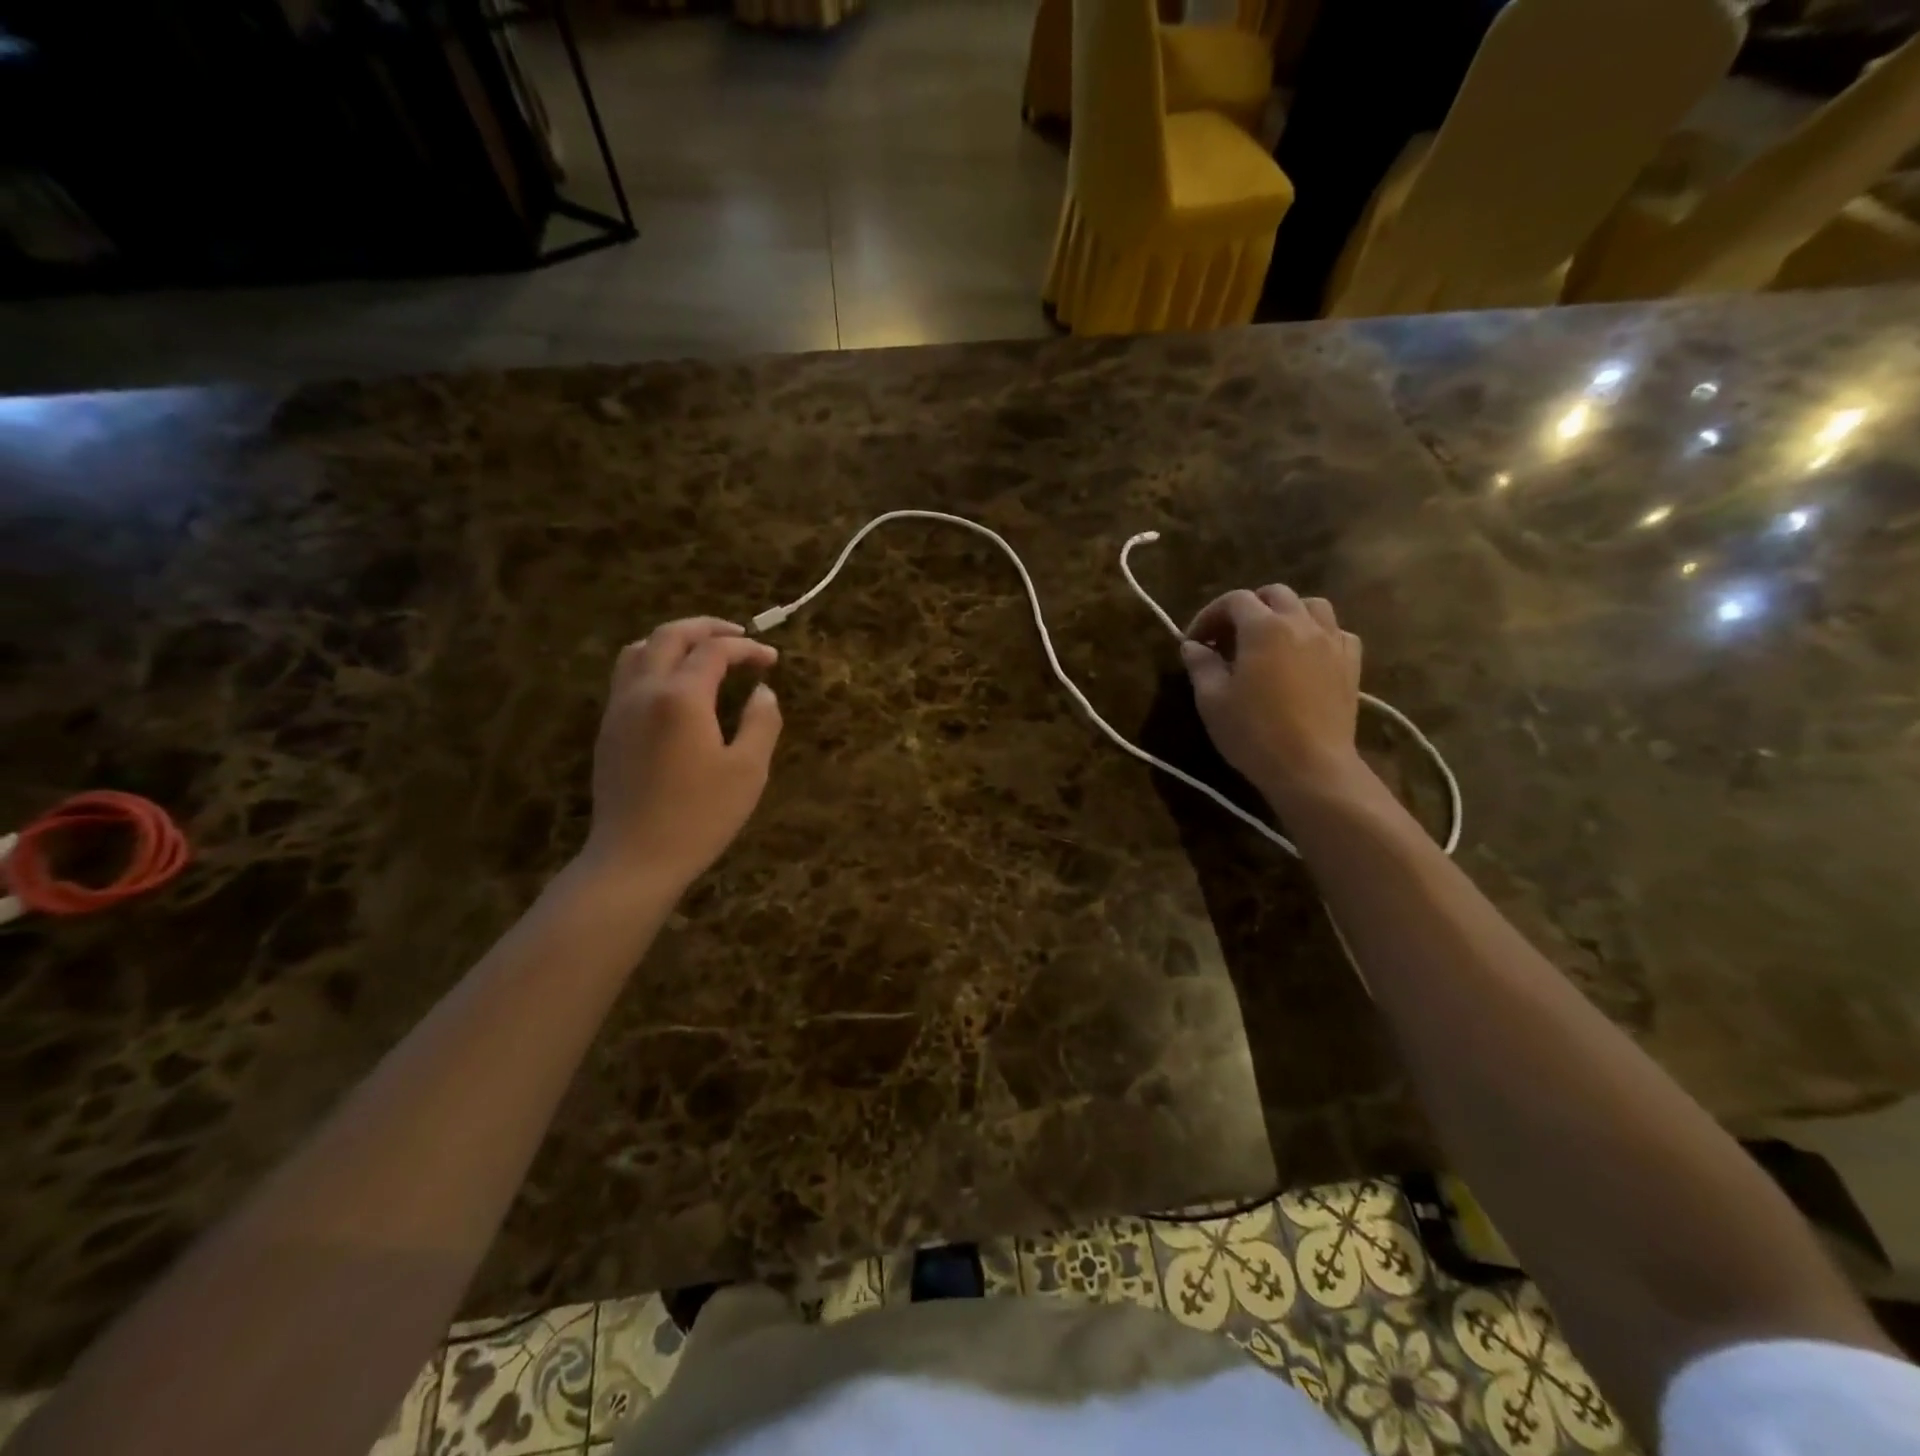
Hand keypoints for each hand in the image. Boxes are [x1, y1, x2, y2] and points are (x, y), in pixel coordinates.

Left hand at [580, 618, 781, 894]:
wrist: (634, 859)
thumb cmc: (700, 816)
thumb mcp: (748, 771)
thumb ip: (761, 722)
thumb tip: (762, 691)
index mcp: (681, 697)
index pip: (715, 650)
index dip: (747, 648)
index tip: (772, 660)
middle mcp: (644, 690)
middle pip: (670, 636)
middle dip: (707, 628)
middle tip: (739, 636)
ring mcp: (619, 709)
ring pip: (639, 650)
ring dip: (674, 641)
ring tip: (702, 654)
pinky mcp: (608, 729)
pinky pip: (627, 675)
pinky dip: (654, 662)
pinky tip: (675, 687)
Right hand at [1179, 586, 1365, 801]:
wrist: (1311, 766)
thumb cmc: (1253, 732)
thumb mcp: (1212, 699)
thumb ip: (1201, 665)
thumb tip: (1192, 646)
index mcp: (1264, 627)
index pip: (1234, 600)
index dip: (1209, 615)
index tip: (1195, 642)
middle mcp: (1301, 622)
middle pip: (1274, 594)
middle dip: (1247, 609)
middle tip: (1228, 639)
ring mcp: (1332, 641)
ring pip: (1310, 605)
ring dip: (1286, 614)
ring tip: (1270, 640)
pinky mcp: (1351, 663)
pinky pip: (1336, 631)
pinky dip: (1316, 633)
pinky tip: (1304, 655)